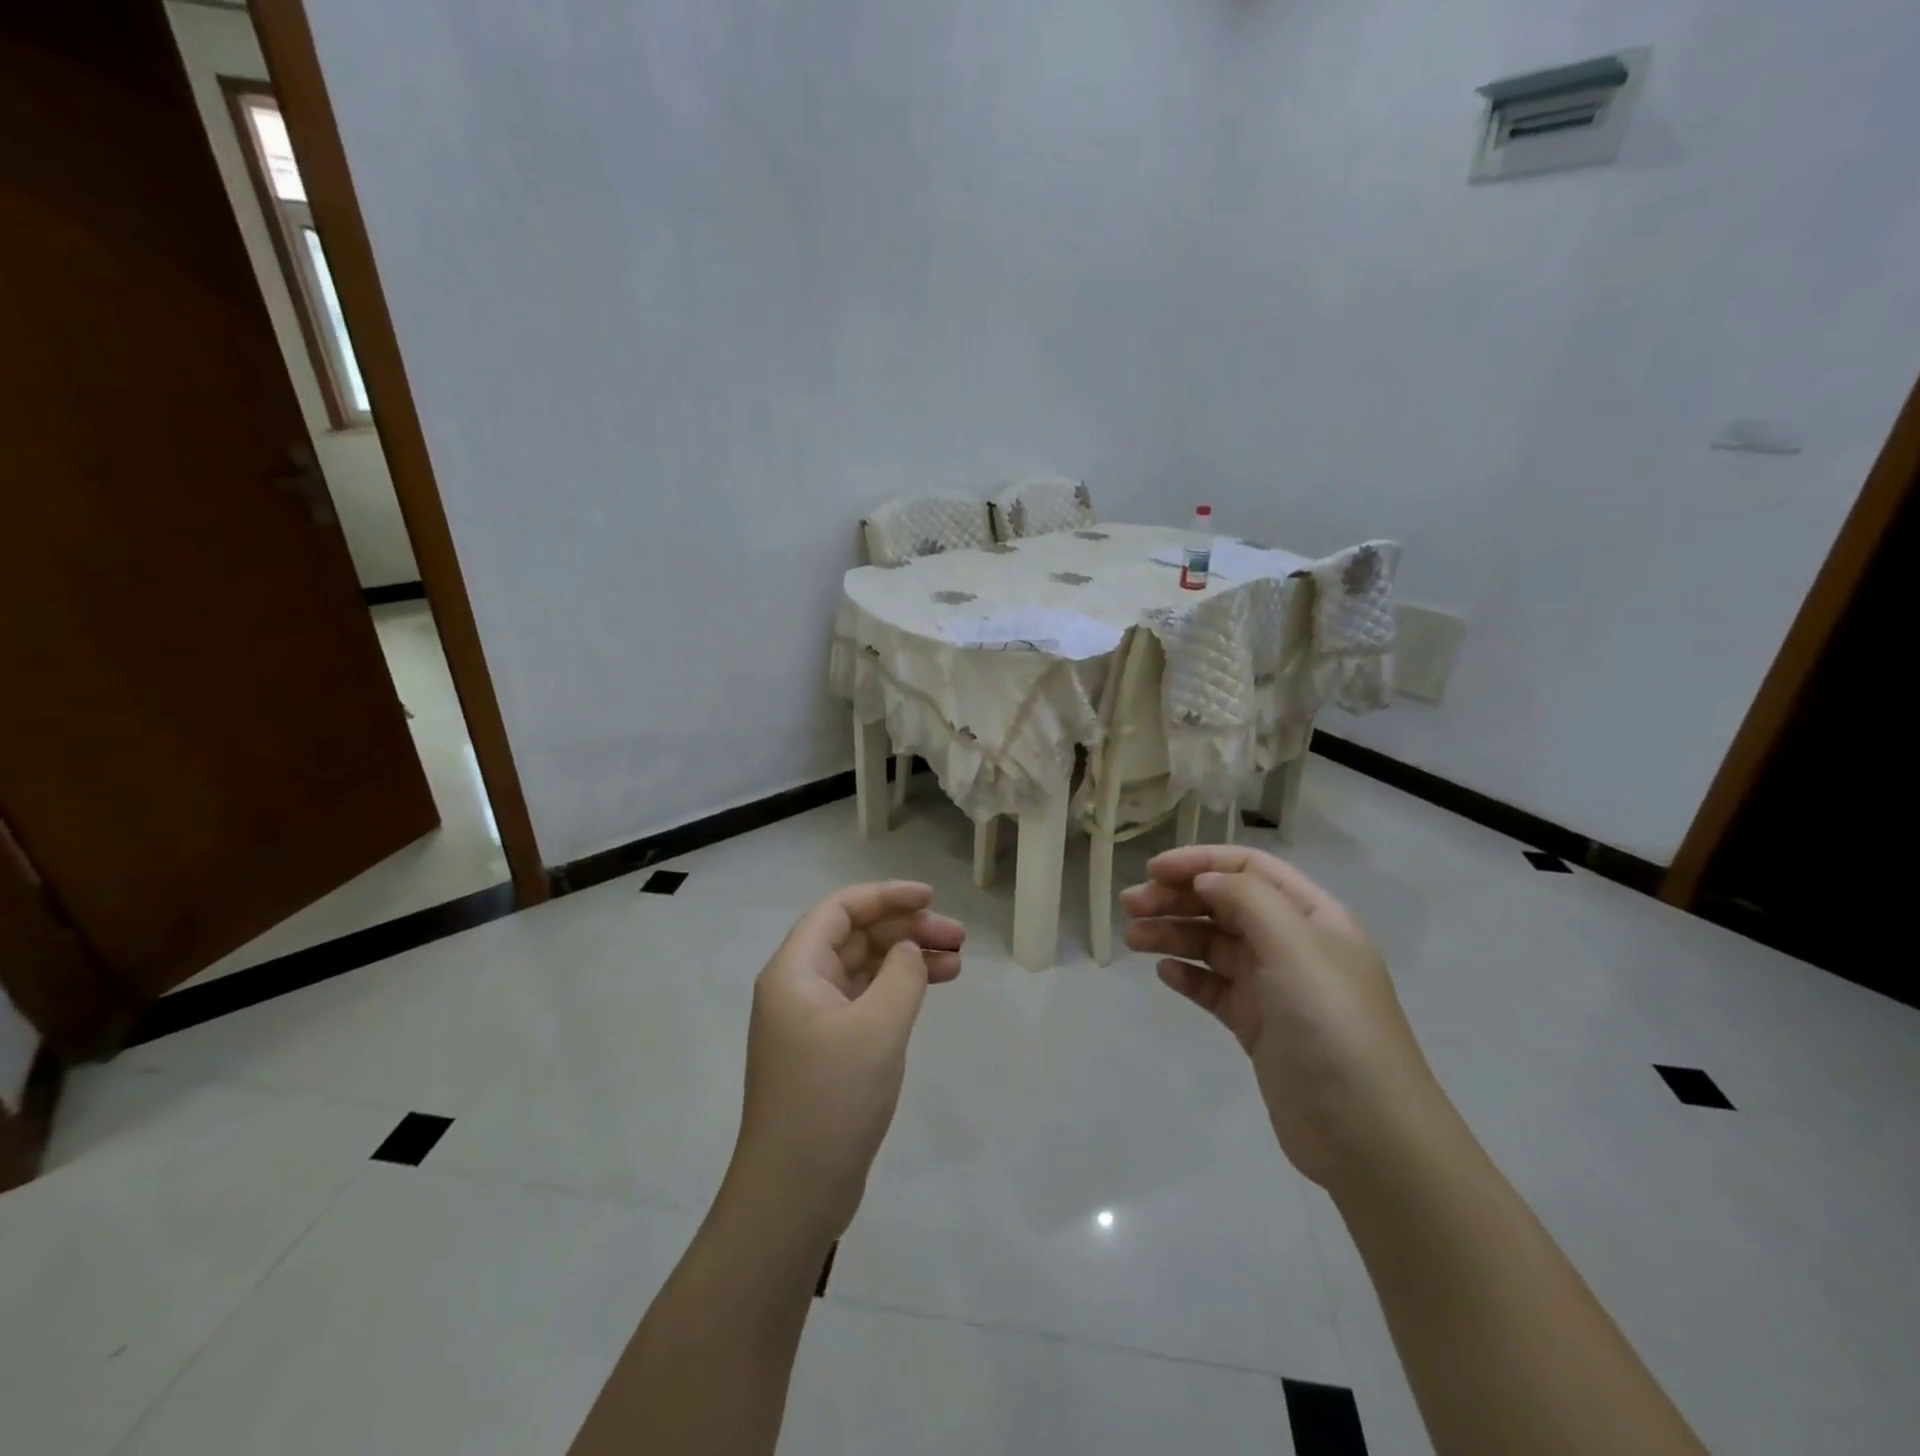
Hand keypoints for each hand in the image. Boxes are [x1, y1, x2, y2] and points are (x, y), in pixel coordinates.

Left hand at [727, 881, 963, 1243]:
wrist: (794, 1194)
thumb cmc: (831, 1098)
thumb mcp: (877, 1027)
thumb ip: (901, 975)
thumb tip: (909, 951)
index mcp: (795, 970)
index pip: (840, 909)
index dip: (886, 896)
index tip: (931, 899)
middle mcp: (799, 987)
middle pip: (855, 936)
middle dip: (906, 929)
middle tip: (957, 937)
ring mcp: (812, 1021)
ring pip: (864, 968)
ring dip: (908, 960)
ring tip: (957, 963)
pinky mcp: (828, 1051)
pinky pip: (866, 1001)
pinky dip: (898, 991)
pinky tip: (930, 992)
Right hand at [1121, 846, 1442, 1190]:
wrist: (1365, 1135)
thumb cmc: (1331, 1024)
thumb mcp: (1294, 946)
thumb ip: (1248, 899)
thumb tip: (1206, 879)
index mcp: (1312, 915)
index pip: (1249, 867)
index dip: (1199, 862)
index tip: (1152, 870)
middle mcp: (1293, 943)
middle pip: (1225, 903)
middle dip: (1177, 898)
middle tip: (1130, 906)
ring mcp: (1275, 987)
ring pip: (1214, 945)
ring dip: (1173, 934)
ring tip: (1133, 939)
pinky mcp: (1258, 1025)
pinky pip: (1214, 987)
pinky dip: (1188, 975)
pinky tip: (1165, 974)